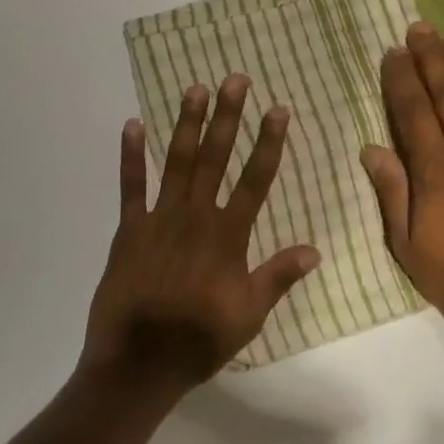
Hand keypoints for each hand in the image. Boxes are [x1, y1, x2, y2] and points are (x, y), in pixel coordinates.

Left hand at [82, 75, 321, 398]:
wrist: (138, 363)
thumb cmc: (199, 340)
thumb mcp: (249, 315)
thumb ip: (279, 277)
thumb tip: (314, 250)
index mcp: (228, 236)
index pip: (256, 180)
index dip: (268, 143)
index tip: (278, 110)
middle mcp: (196, 217)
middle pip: (215, 158)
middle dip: (228, 117)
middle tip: (235, 80)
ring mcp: (159, 219)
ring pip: (176, 162)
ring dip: (186, 123)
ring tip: (195, 89)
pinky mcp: (129, 229)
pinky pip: (130, 186)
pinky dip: (131, 155)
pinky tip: (133, 125)